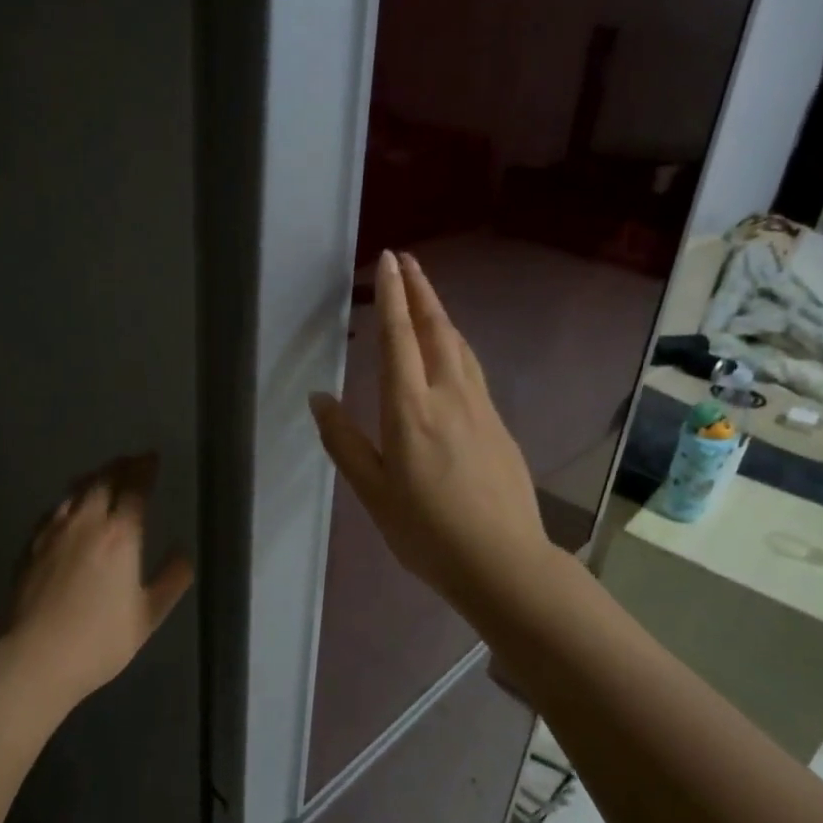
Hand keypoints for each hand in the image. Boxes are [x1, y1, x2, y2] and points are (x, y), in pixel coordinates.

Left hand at [8, 453, 192, 702]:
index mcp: (120, 535)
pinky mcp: (30, 547)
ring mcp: (53, 532)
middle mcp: (86, 523)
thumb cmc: (100, 640)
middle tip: (131, 461)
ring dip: (93, 479)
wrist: (36, 657)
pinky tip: (68, 511)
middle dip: (120, 466)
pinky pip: (54, 512)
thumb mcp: (148, 615)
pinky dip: (68, 502)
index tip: (152, 458)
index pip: (135, 488)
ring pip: (75, 492)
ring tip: (101, 477)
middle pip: (103, 481)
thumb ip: (171, 581)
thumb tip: (183, 554)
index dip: (145, 469)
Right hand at [310, 250, 551, 617]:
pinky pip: (473, 369)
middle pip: (436, 330)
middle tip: (408, 261)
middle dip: (421, 291)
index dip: (393, 297)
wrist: (503, 561)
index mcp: (411, 411)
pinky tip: (452, 351)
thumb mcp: (373, 493)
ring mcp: (480, 408)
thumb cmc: (427, 532)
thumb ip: (344, 442)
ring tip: (426, 296)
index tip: (388, 261)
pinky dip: (456, 345)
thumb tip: (320, 398)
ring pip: (460, 347)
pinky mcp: (498, 425)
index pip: (400, 340)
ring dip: (440, 314)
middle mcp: (449, 397)